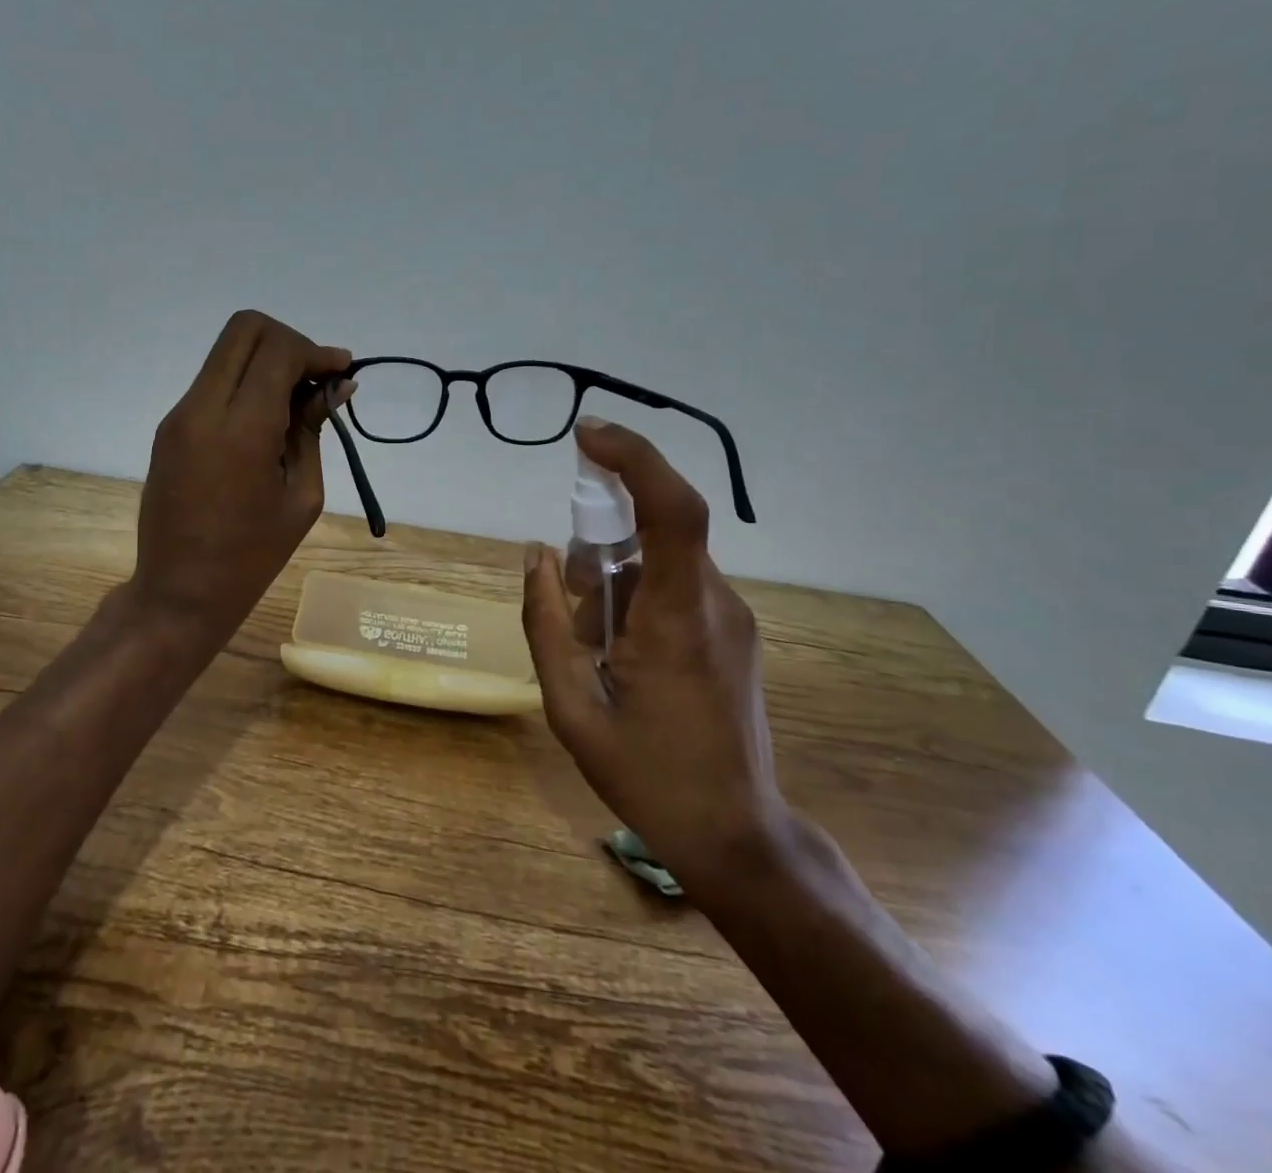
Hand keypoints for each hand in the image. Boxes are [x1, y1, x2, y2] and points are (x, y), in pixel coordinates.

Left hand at [130, 310, 352, 645]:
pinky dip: (246, 382)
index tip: (342, 372)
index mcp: (240, 429)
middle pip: (245, 329)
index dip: (316, 351)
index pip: (278, 350)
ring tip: (297, 403)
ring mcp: (179, 415)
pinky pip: (213, 381)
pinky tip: (268, 419)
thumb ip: (314, 429)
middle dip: (289, 342)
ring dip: (267, 361)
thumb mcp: (302, 495)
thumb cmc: (252, 556)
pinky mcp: (170, 427)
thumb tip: (337, 386)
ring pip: (227, 352)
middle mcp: (201, 408)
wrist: (179, 592)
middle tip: (315, 379)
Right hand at [522, 419, 784, 897]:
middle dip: (599, 549)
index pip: (671, 508)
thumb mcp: (571, 708)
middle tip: (570, 608)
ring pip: (660, 562)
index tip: (584, 434)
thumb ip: (544, 625)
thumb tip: (534, 555)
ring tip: (594, 650)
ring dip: (614, 584)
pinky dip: (636, 599)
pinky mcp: (733, 631)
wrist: (736, 836)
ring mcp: (732, 617)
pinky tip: (621, 655)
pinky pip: (675, 586)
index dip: (632, 457)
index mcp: (678, 617)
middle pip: (653, 532)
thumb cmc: (648, 777)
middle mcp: (716, 602)